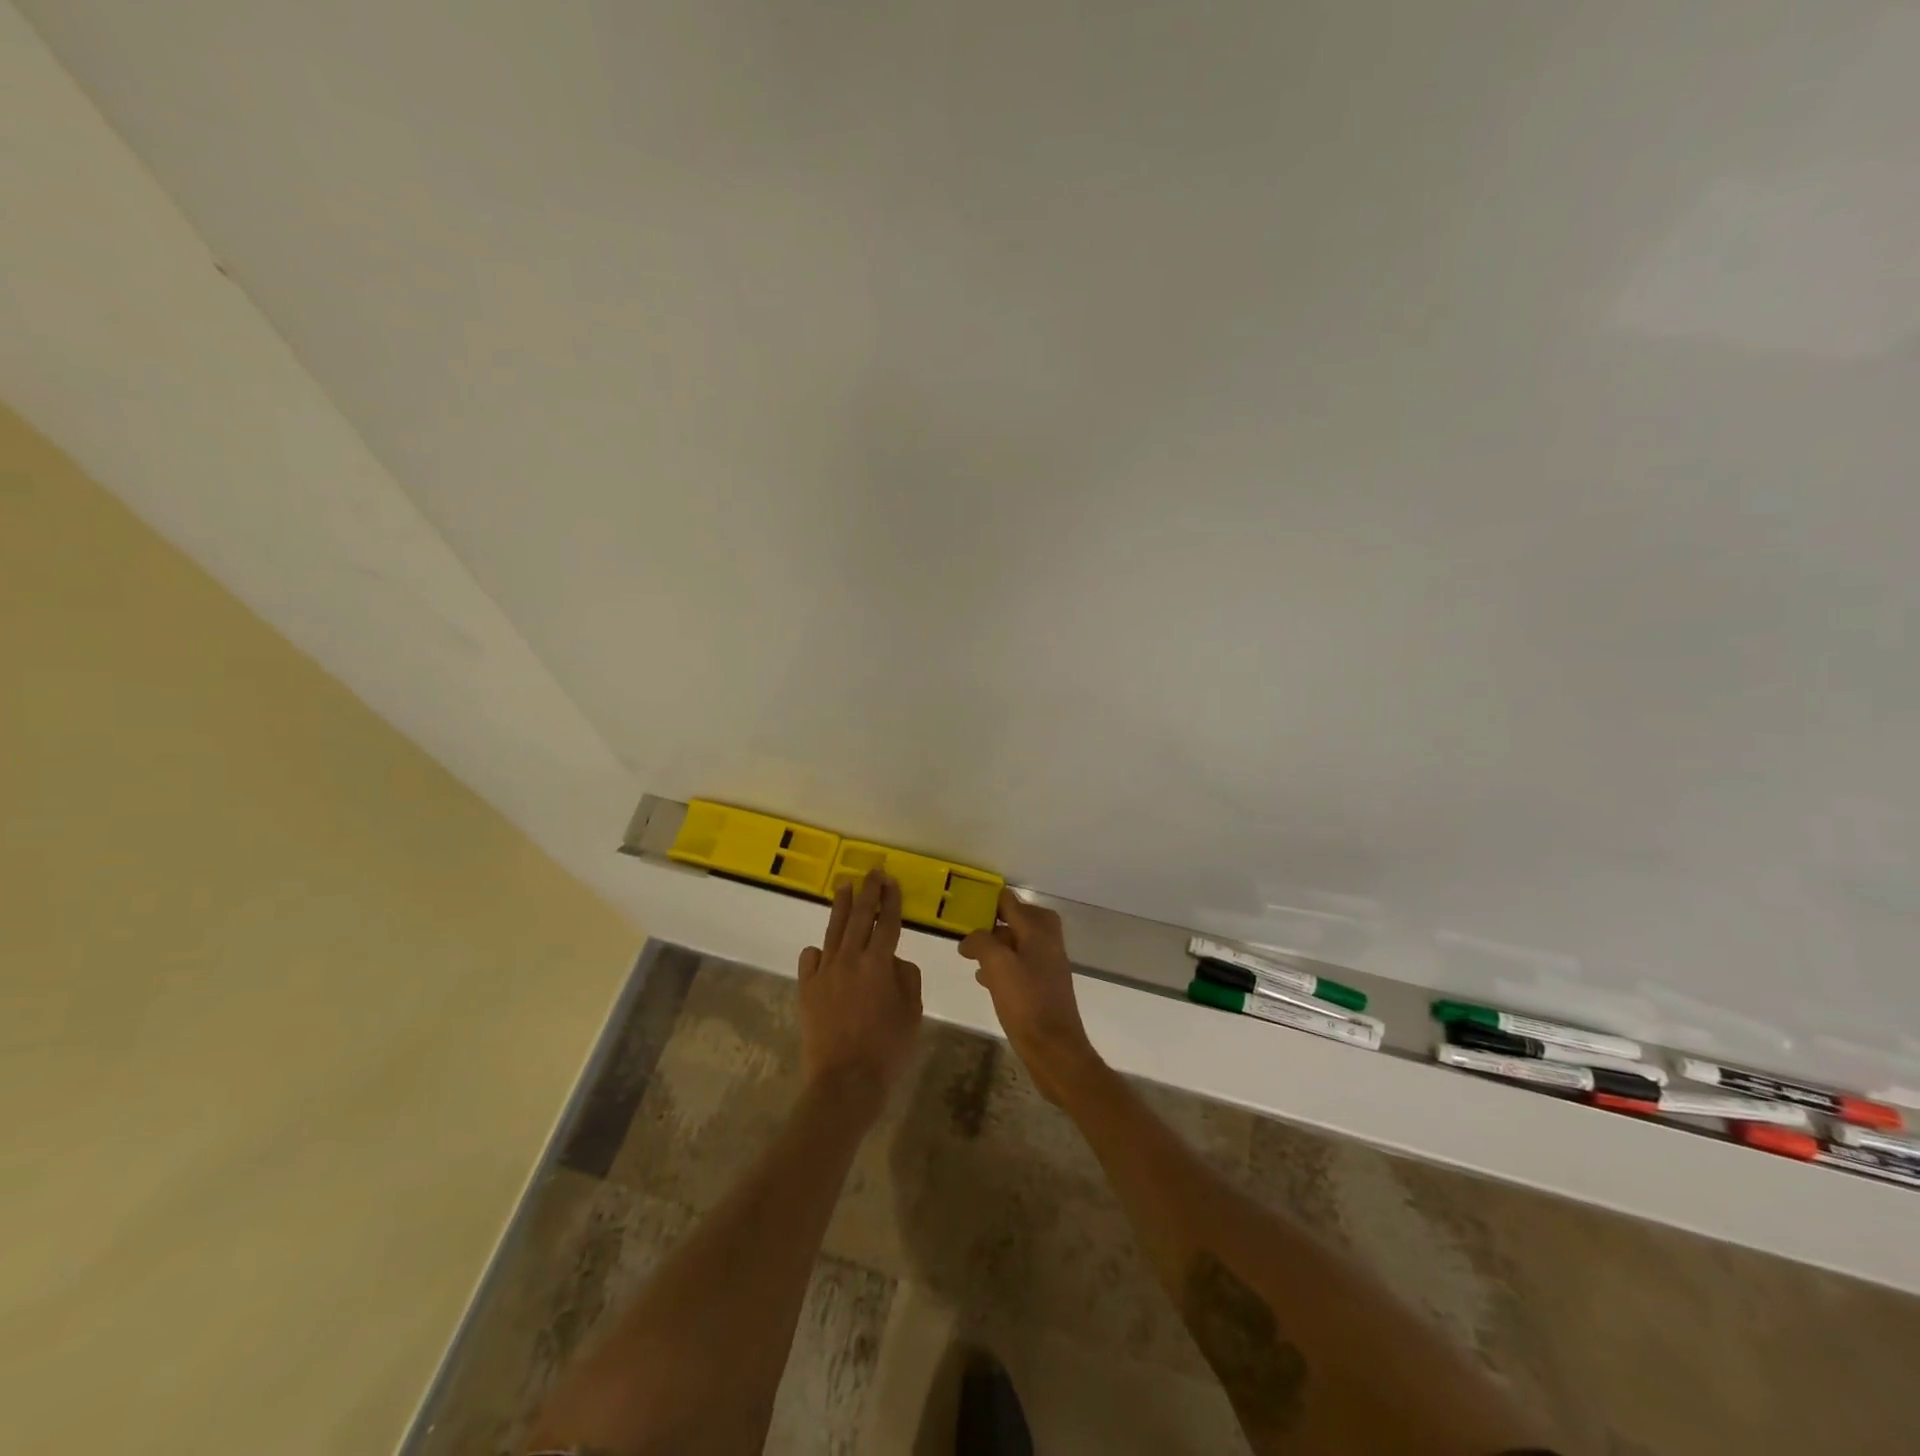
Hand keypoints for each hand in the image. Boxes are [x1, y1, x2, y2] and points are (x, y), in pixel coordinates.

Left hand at [798, 870, 922, 1116]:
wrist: (844, 1081)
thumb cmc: (887, 1048)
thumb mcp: (912, 1012)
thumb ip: (907, 977)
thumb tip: (894, 961)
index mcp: (879, 963)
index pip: (887, 922)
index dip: (891, 900)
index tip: (892, 881)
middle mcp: (850, 958)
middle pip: (859, 917)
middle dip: (868, 891)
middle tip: (871, 872)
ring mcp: (824, 972)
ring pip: (834, 930)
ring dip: (841, 906)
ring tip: (844, 886)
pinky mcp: (806, 988)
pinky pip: (811, 959)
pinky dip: (818, 951)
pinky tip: (822, 949)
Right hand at [959, 891, 1102, 1103]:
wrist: (1054, 1048)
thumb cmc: (1026, 1002)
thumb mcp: (997, 965)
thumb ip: (982, 942)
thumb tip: (970, 938)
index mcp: (1038, 931)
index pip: (1011, 902)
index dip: (989, 900)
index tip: (966, 904)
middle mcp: (1047, 943)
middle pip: (1020, 919)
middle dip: (996, 923)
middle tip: (972, 931)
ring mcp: (1048, 965)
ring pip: (1020, 943)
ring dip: (998, 945)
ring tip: (972, 956)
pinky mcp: (1044, 987)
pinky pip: (1021, 965)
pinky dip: (1004, 965)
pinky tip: (985, 979)